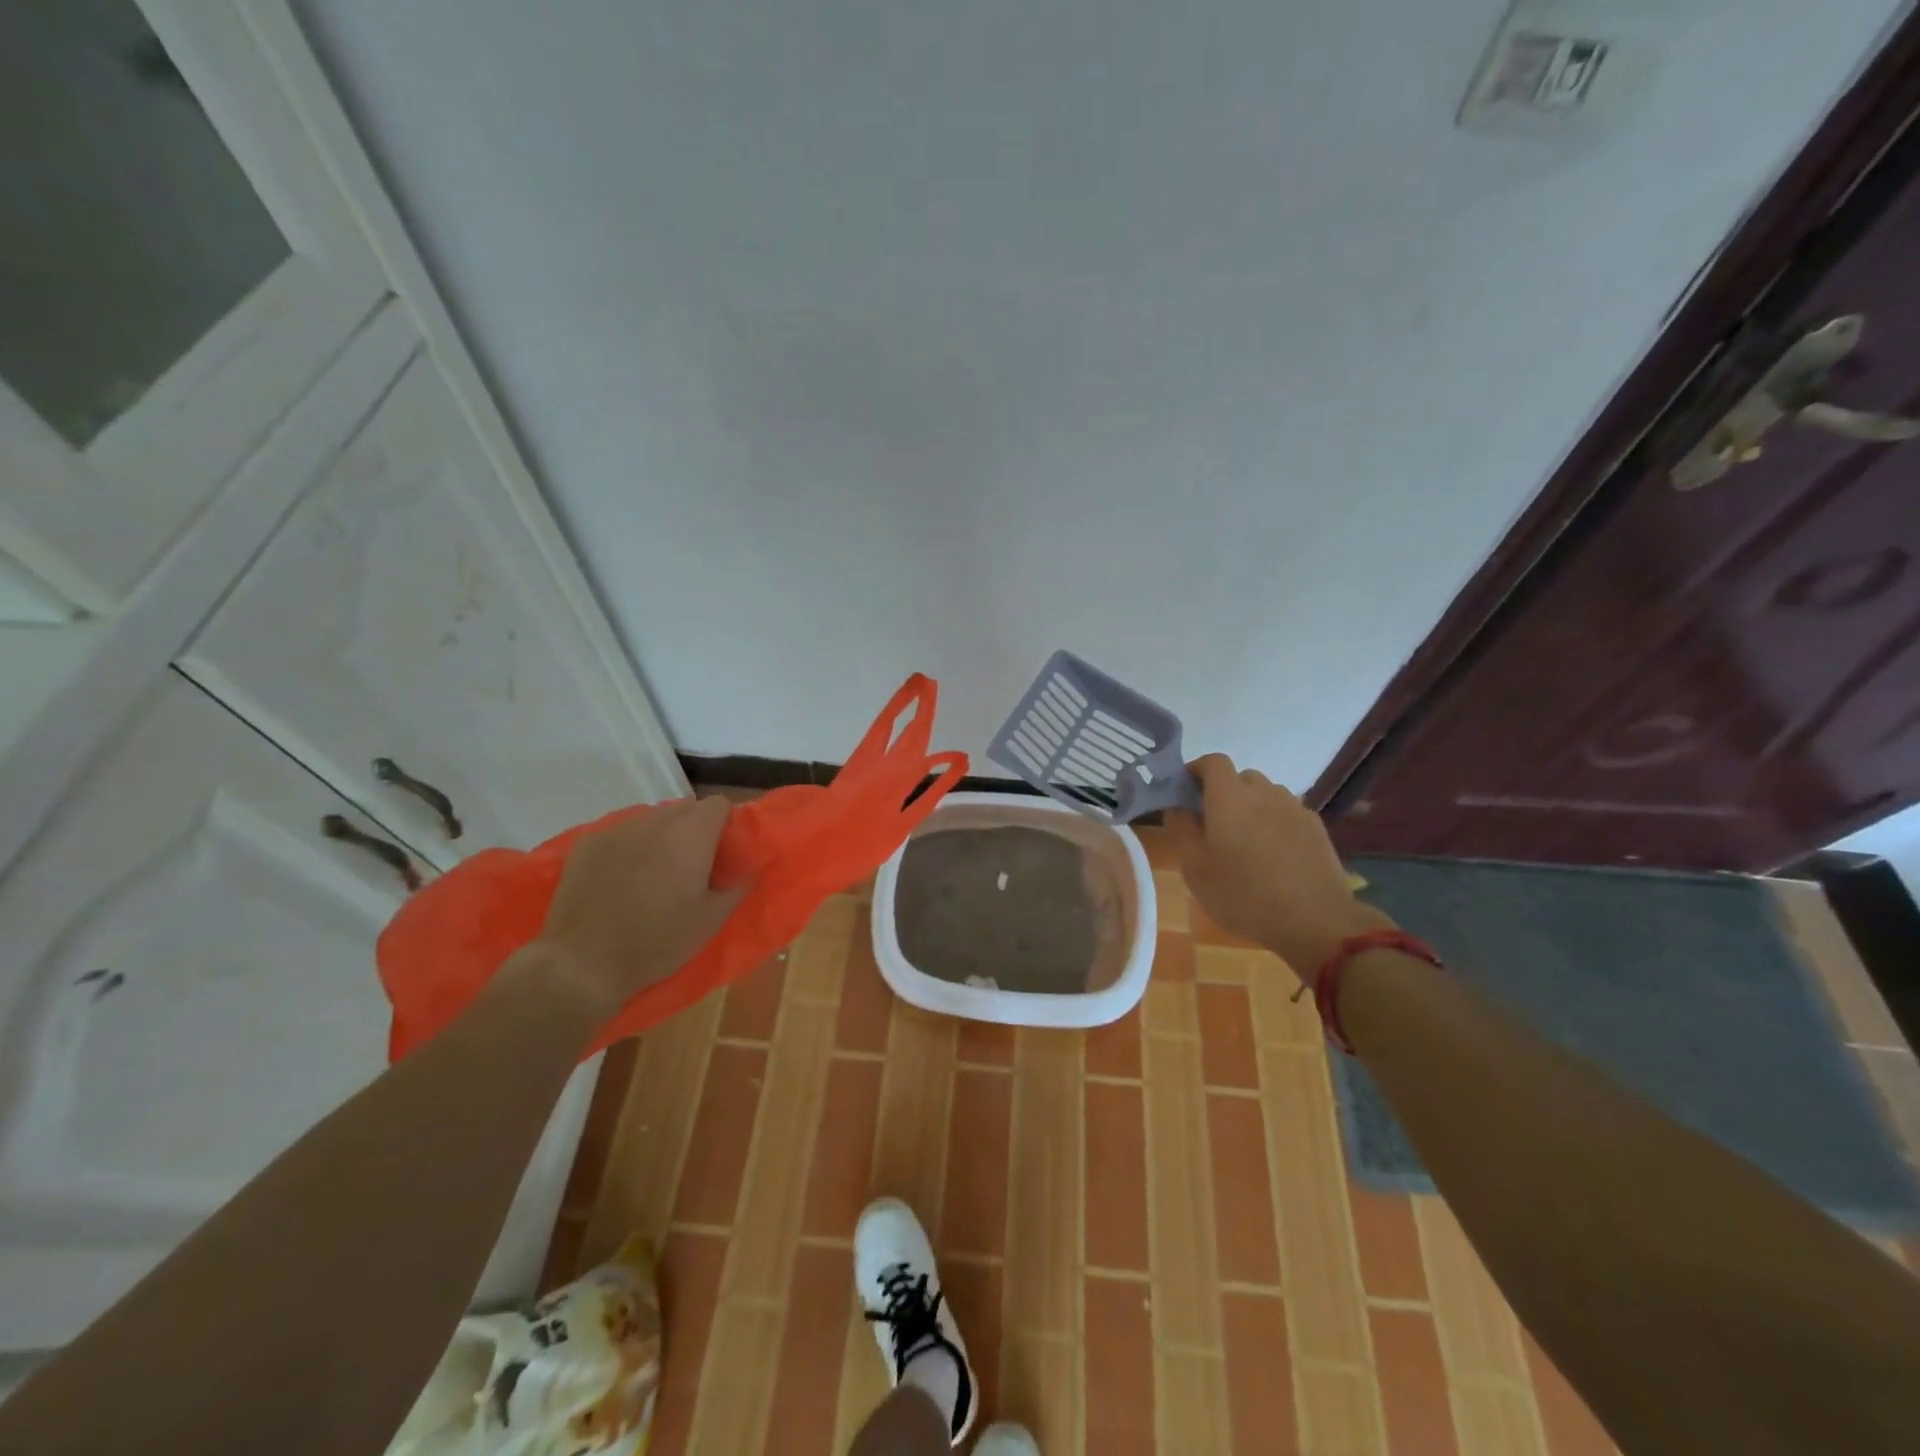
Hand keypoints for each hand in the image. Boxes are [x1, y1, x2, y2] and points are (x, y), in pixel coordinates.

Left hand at [533, 796, 747, 1018]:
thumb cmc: (658, 942)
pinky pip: (620, 833)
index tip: (722, 850)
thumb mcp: (711, 921)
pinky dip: (628, 847)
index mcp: (692, 835)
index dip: (724, 823)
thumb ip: (737, 887)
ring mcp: (618, 829)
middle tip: (691, 864)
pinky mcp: (587, 843)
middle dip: (693, 828)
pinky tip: (620, 877)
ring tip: (654, 871)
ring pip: (651, 819)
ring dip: (660, 836)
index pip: (718, 804)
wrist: (583, 963)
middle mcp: (656, 821)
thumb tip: (750, 869)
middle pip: (684, 808)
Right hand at [1166, 754, 1392, 978]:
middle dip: (1223, 792)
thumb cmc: (1243, 894)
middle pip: (1240, 777)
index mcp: (1229, 797)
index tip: (1186, 790)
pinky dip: (1274, 822)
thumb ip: (1181, 830)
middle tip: (1213, 824)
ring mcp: (1294, 808)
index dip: (1197, 769)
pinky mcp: (1315, 827)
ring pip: (1266, 794)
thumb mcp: (1195, 868)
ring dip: (1251, 806)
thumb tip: (1177, 807)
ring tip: (1245, 841)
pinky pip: (1287, 813)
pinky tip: (1273, 855)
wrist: (1314, 920)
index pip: (1213, 762)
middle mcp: (1263, 792)